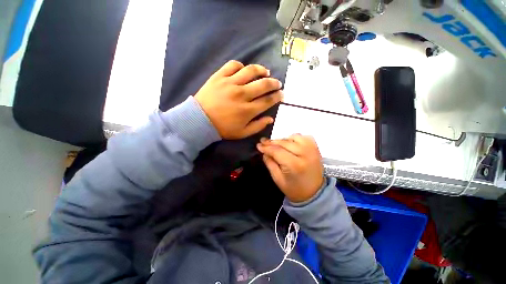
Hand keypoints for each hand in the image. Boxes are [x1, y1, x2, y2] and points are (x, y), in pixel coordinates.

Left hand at [195, 60, 282, 139]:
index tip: (281, 94)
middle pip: (263, 84)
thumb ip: (258, 126)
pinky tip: (244, 70)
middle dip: (274, 83)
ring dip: (261, 70)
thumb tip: (270, 118)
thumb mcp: (242, 133)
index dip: (277, 96)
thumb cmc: (223, 129)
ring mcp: (230, 83)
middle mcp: (242, 94)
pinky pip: (233, 65)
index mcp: (248, 110)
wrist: (200, 121)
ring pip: (250, 71)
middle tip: (277, 83)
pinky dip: (241, 66)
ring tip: (265, 72)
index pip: (268, 100)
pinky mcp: (219, 77)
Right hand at [257, 134, 323, 202]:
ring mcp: (312, 149)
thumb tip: (264, 151)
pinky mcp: (316, 148)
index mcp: (295, 165)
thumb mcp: (277, 179)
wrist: (315, 193)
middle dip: (272, 142)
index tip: (258, 145)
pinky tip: (290, 143)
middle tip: (263, 142)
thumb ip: (270, 163)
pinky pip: (304, 137)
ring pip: (294, 137)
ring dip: (283, 140)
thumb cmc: (294, 189)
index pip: (277, 151)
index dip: (266, 147)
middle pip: (284, 142)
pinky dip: (295, 138)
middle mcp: (305, 154)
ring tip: (276, 145)